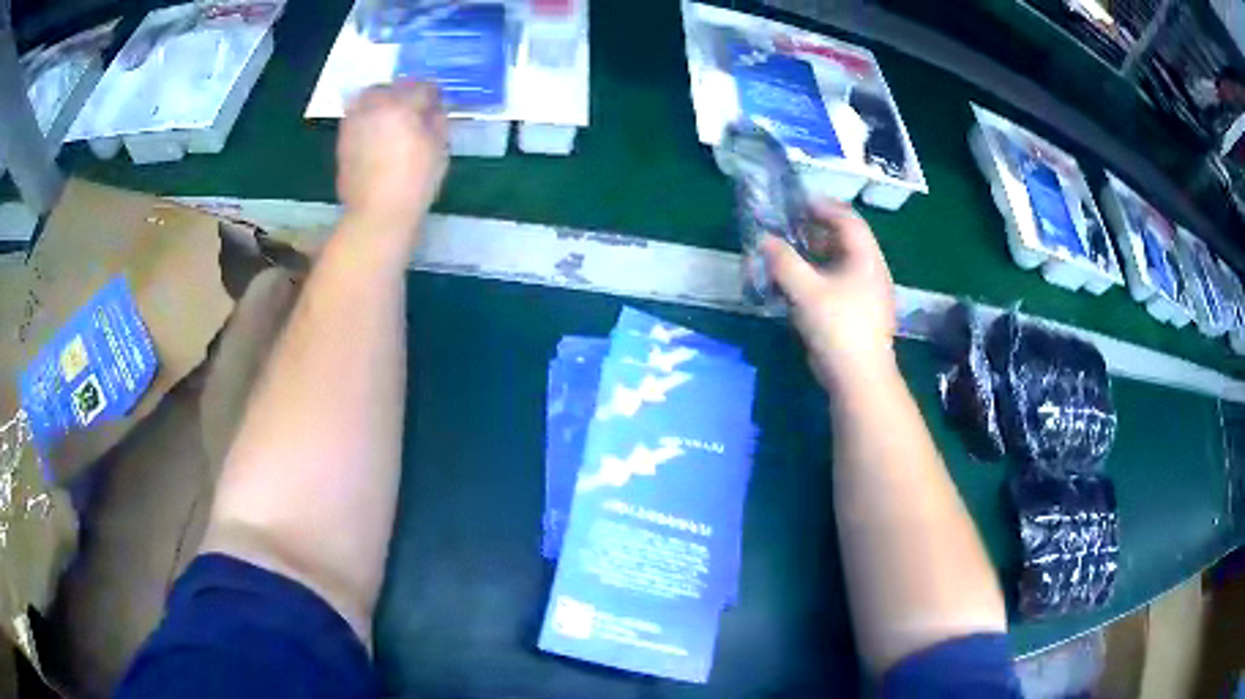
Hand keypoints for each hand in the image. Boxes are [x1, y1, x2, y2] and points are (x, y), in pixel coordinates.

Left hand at [336, 82, 448, 251]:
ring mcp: (354, 123)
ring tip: (391, 119)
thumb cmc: (415, 181)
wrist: (377, 214)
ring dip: (380, 102)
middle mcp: (374, 107)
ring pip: (366, 99)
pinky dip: (367, 120)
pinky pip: (356, 118)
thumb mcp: (438, 149)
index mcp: (402, 105)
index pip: (422, 87)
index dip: (434, 94)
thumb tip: (434, 111)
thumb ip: (437, 122)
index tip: (439, 104)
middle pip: (388, 87)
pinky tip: (376, 136)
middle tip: (413, 107)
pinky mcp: (342, 141)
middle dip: (401, 92)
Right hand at [762, 201, 896, 389]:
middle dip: (814, 231)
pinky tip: (795, 286)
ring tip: (785, 254)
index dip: (822, 206)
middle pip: (843, 240)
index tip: (795, 203)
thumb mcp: (807, 290)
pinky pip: (834, 285)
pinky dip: (815, 278)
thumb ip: (784, 262)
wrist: (858, 377)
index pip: (847, 219)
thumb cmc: (838, 327)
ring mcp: (864, 294)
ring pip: (837, 264)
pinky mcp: (855, 314)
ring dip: (812, 256)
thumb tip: (764, 240)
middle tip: (786, 227)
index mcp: (866, 258)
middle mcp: (869, 271)